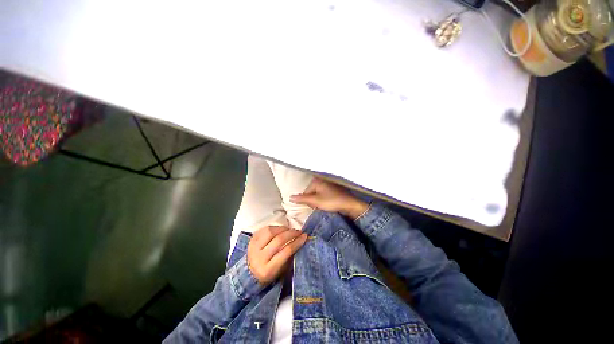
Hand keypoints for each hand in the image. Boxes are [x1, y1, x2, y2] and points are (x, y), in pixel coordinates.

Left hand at [247, 226, 307, 284]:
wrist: (250, 272)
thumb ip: (290, 257)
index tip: (304, 237)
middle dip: (291, 233)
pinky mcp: (252, 239)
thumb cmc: (270, 271)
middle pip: (278, 240)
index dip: (297, 242)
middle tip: (299, 231)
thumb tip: (300, 241)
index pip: (285, 251)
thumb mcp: (281, 271)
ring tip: (290, 229)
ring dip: (283, 228)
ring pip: (270, 232)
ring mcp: (254, 247)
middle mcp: (259, 257)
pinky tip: (280, 229)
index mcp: (268, 269)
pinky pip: (264, 229)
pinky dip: (275, 227)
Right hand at [290, 178, 368, 219]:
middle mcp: (321, 179)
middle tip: (320, 205)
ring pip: (317, 194)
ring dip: (318, 201)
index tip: (315, 206)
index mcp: (316, 181)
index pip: (305, 192)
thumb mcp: (316, 201)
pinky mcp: (332, 188)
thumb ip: (303, 199)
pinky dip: (324, 199)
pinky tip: (329, 203)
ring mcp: (327, 183)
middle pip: (311, 193)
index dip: (309, 201)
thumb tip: (290, 197)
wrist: (349, 204)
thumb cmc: (332, 201)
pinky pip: (323, 194)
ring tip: (325, 205)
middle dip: (313, 201)